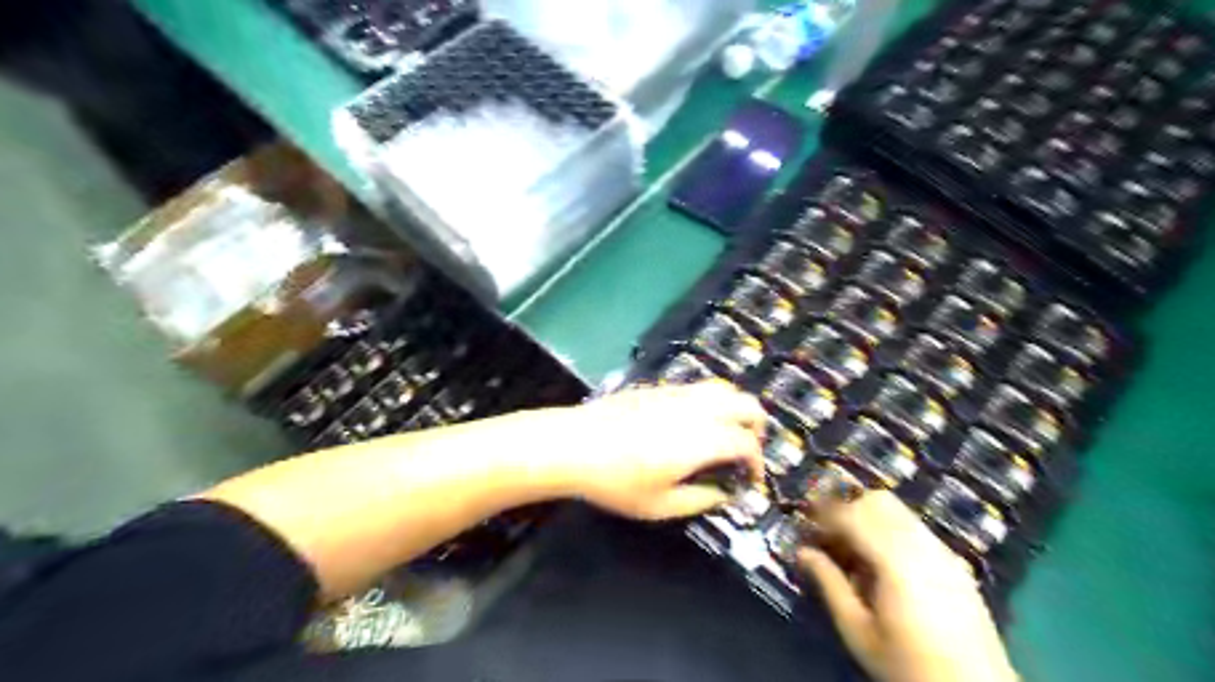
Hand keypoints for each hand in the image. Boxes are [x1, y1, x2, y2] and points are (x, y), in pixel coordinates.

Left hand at [553, 382, 762, 518]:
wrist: (573, 444)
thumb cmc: (616, 481)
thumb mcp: (659, 506)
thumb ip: (699, 500)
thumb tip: (723, 495)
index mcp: (701, 440)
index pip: (746, 443)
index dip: (757, 462)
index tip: (750, 479)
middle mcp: (696, 409)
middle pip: (746, 404)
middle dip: (756, 427)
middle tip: (747, 451)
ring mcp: (677, 394)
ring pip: (723, 389)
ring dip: (735, 409)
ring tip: (725, 434)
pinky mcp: (659, 388)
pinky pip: (698, 388)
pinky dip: (712, 401)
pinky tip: (694, 423)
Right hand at [800, 492, 1016, 678]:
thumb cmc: (907, 666)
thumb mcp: (858, 631)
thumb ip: (829, 584)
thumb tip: (802, 552)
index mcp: (895, 561)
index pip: (852, 515)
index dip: (823, 513)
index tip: (803, 521)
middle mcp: (921, 546)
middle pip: (877, 501)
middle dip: (847, 509)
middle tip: (827, 534)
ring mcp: (943, 551)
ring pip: (898, 509)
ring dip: (869, 516)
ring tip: (853, 548)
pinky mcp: (955, 562)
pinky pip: (915, 527)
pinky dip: (891, 528)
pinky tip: (882, 562)